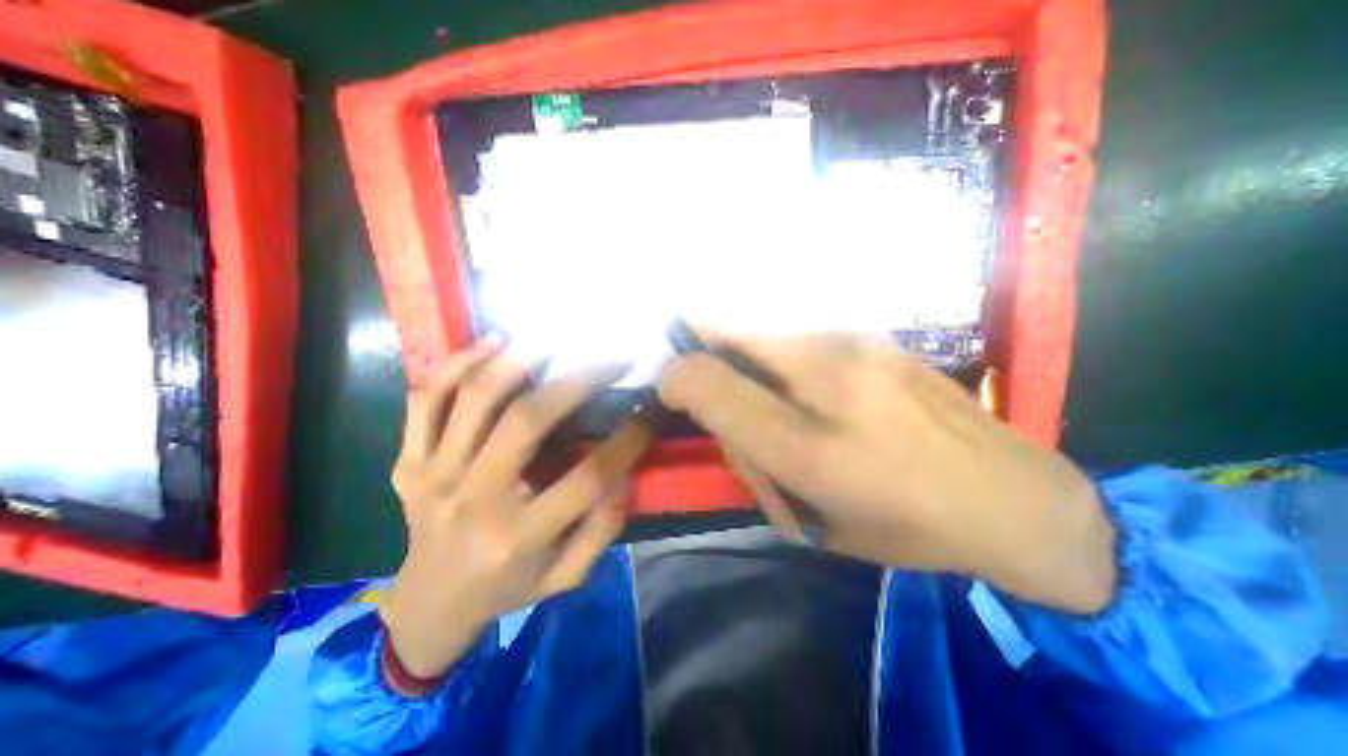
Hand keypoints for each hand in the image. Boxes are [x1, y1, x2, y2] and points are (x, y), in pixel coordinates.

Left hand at [382, 340, 656, 675]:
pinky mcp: (410, 460)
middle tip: (612, 359)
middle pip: (527, 420)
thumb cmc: (507, 588)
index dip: (628, 439)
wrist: (427, 605)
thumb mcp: (567, 575)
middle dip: (579, 380)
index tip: (651, 409)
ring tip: (553, 339)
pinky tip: (492, 343)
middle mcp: (475, 498)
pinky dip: (458, 364)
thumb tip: (623, 473)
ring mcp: (434, 474)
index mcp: (520, 535)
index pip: (588, 476)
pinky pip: (426, 400)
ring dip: (518, 359)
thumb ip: (602, 529)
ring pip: (473, 398)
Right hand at [661, 331, 1116, 612]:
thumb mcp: (811, 520)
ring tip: (740, 364)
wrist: (1011, 497)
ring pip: (762, 316)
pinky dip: (770, 334)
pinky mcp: (873, 333)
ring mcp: (853, 342)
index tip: (668, 384)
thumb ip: (751, 463)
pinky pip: (795, 322)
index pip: (709, 384)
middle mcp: (824, 377)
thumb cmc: (904, 524)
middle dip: (695, 333)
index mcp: (805, 444)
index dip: (674, 378)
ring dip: (733, 331)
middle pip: (731, 325)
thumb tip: (716, 414)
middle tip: (689, 355)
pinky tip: (788, 365)